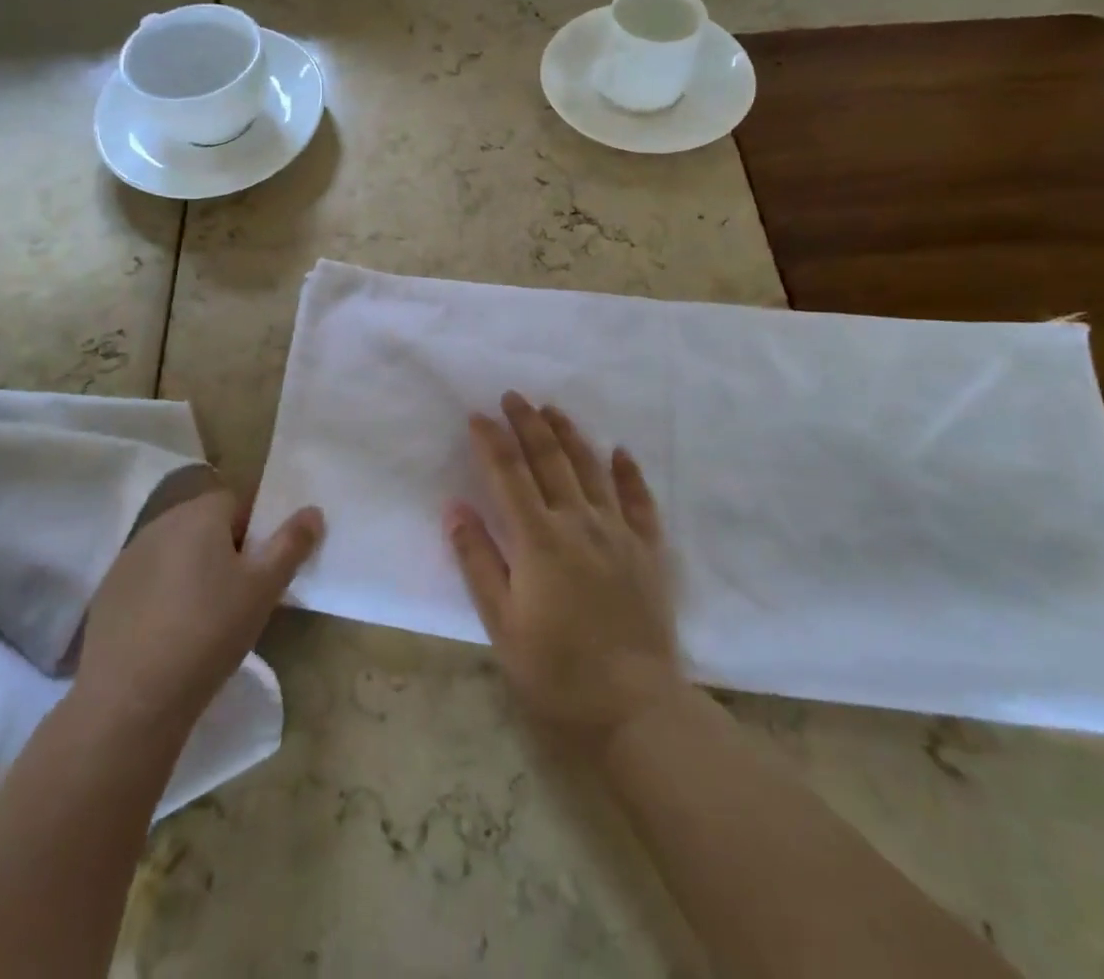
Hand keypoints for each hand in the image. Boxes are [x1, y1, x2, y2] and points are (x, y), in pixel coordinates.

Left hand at [75, 466, 323, 737]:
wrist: (131, 698)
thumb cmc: (209, 631)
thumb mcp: (264, 589)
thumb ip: (291, 544)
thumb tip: (312, 510)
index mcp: (199, 513)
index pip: (236, 501)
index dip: (253, 530)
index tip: (259, 569)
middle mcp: (161, 523)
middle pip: (203, 524)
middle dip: (223, 550)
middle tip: (239, 595)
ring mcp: (128, 557)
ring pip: (175, 552)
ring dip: (192, 571)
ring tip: (204, 618)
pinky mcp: (108, 592)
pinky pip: (148, 580)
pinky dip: (162, 595)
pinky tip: (169, 634)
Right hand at [447, 392, 686, 749]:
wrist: (633, 708)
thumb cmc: (555, 670)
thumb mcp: (500, 622)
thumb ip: (477, 560)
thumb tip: (454, 507)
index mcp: (538, 539)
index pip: (508, 474)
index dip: (491, 441)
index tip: (477, 416)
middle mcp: (579, 522)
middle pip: (549, 459)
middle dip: (528, 423)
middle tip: (513, 396)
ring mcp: (618, 533)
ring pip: (591, 469)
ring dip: (570, 434)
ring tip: (553, 409)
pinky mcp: (648, 551)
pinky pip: (639, 501)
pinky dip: (628, 473)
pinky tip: (620, 451)